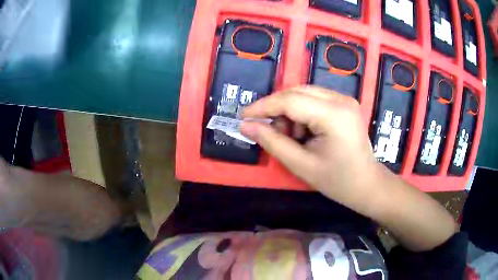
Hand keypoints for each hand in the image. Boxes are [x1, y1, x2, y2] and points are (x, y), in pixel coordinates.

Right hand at [240, 86, 380, 211]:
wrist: (367, 184)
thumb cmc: (338, 181)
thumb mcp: (302, 165)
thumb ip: (272, 142)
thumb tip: (246, 126)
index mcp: (334, 115)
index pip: (290, 101)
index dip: (263, 107)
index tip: (243, 116)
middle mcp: (340, 99)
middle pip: (296, 92)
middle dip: (276, 109)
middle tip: (266, 129)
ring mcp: (344, 99)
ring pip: (304, 94)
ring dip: (289, 111)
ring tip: (291, 136)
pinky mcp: (344, 103)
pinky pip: (314, 99)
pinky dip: (302, 112)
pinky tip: (304, 132)